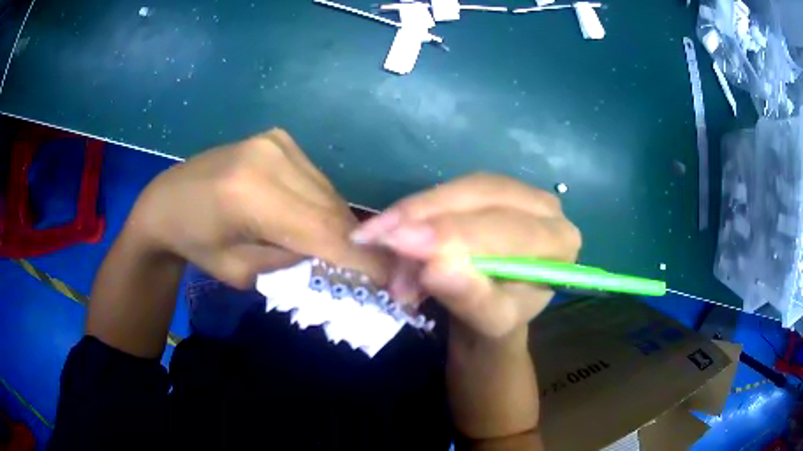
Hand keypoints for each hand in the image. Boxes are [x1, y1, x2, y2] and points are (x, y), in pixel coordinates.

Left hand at [129, 129, 387, 288]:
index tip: (390, 279)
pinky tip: (310, 219)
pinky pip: (315, 179)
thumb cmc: (195, 245)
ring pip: (327, 192)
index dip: (361, 257)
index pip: (322, 231)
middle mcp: (269, 157)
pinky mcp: (277, 138)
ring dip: (337, 223)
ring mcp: (275, 142)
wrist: (167, 201)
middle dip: (354, 243)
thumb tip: (337, 257)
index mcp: (249, 195)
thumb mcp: (242, 273)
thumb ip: (293, 262)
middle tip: (371, 269)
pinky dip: (320, 204)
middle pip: (331, 208)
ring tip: (337, 248)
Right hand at [351, 173, 580, 339]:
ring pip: (460, 187)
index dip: (452, 234)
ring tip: (376, 240)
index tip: (399, 242)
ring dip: (414, 212)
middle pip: (482, 196)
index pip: (507, 230)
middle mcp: (546, 208)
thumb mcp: (487, 321)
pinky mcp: (491, 189)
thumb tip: (435, 267)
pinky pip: (450, 189)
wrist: (496, 308)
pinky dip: (416, 208)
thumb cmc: (498, 320)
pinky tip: (391, 228)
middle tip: (374, 234)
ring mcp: (519, 191)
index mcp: (559, 243)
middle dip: (424, 214)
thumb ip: (470, 297)